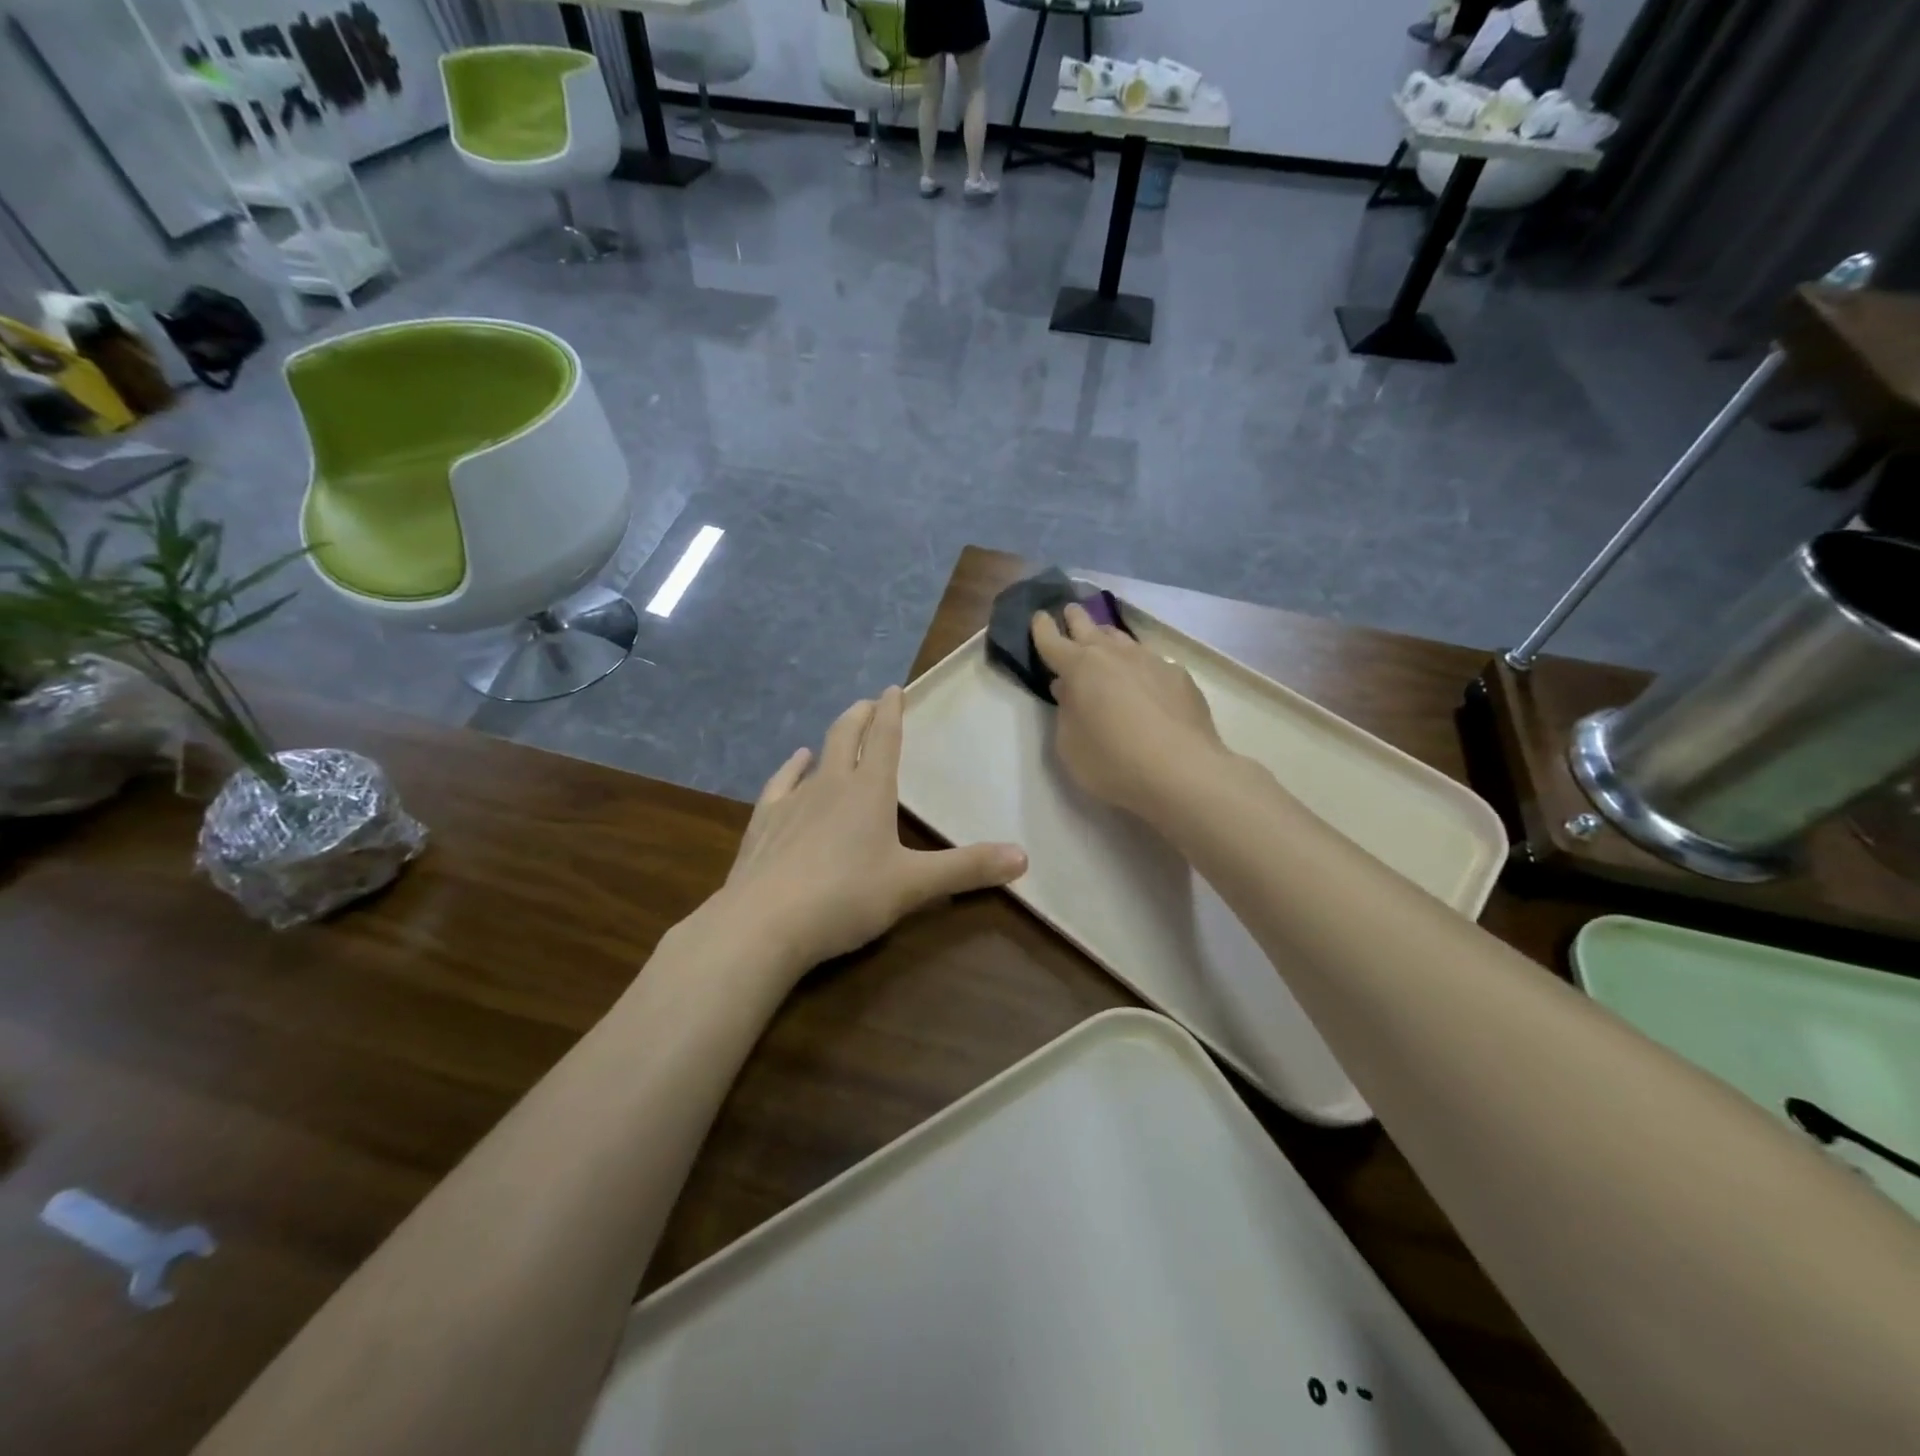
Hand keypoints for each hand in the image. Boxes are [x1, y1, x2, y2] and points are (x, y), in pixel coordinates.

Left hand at [717, 686, 1027, 975]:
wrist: (764, 923)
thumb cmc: (846, 898)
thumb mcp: (913, 885)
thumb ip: (967, 869)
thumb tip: (1024, 858)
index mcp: (870, 791)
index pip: (886, 740)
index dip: (893, 713)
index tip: (894, 689)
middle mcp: (831, 785)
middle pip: (848, 737)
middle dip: (862, 716)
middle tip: (870, 702)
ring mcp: (792, 801)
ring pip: (816, 757)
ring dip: (831, 739)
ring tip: (841, 729)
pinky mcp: (764, 823)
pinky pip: (780, 784)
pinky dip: (791, 768)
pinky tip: (794, 763)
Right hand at [1032, 603, 1229, 819]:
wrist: (1181, 771)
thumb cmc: (1112, 761)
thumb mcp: (1069, 746)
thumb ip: (1065, 713)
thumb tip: (1069, 690)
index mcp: (1079, 668)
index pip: (1052, 641)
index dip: (1042, 628)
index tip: (1039, 616)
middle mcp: (1114, 655)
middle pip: (1089, 627)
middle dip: (1075, 618)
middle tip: (1069, 611)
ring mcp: (1150, 661)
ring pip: (1122, 639)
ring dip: (1108, 637)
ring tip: (1104, 638)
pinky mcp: (1179, 676)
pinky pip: (1151, 662)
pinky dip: (1139, 665)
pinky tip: (1144, 679)